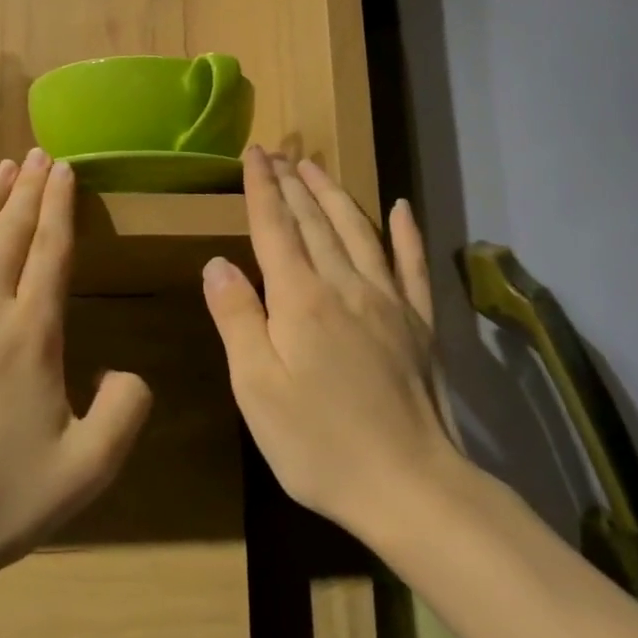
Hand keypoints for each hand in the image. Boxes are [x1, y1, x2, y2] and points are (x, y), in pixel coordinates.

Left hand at [0, 150, 153, 584]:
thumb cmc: (0, 501)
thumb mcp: (90, 467)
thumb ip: (127, 409)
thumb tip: (124, 371)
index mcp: (31, 333)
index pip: (51, 251)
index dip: (61, 206)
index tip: (64, 170)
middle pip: (9, 234)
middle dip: (28, 190)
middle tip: (38, 155)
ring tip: (2, 170)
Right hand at [202, 147, 459, 540]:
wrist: (410, 486)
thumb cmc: (318, 444)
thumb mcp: (257, 388)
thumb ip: (237, 319)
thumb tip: (218, 263)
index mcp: (301, 300)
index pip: (275, 229)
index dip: (262, 189)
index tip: (253, 154)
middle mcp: (346, 286)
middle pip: (315, 222)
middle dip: (293, 183)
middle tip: (278, 151)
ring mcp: (389, 302)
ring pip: (359, 231)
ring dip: (335, 195)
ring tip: (317, 167)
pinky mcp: (420, 324)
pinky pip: (413, 265)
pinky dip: (406, 233)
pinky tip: (402, 208)